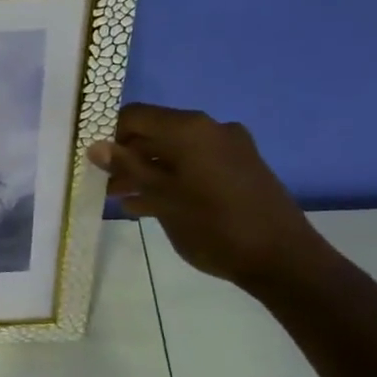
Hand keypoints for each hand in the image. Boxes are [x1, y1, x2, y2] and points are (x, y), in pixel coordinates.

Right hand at [88, 104, 327, 290]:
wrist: (284, 260)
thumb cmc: (214, 226)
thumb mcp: (162, 198)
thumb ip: (127, 168)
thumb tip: (95, 146)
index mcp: (190, 128)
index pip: (135, 116)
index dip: (109, 135)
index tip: (93, 162)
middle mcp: (211, 129)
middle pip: (155, 133)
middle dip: (127, 158)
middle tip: (104, 185)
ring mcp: (230, 149)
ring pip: (175, 152)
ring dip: (147, 172)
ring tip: (121, 199)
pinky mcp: (241, 170)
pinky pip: (195, 165)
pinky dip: (172, 179)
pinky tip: (150, 205)